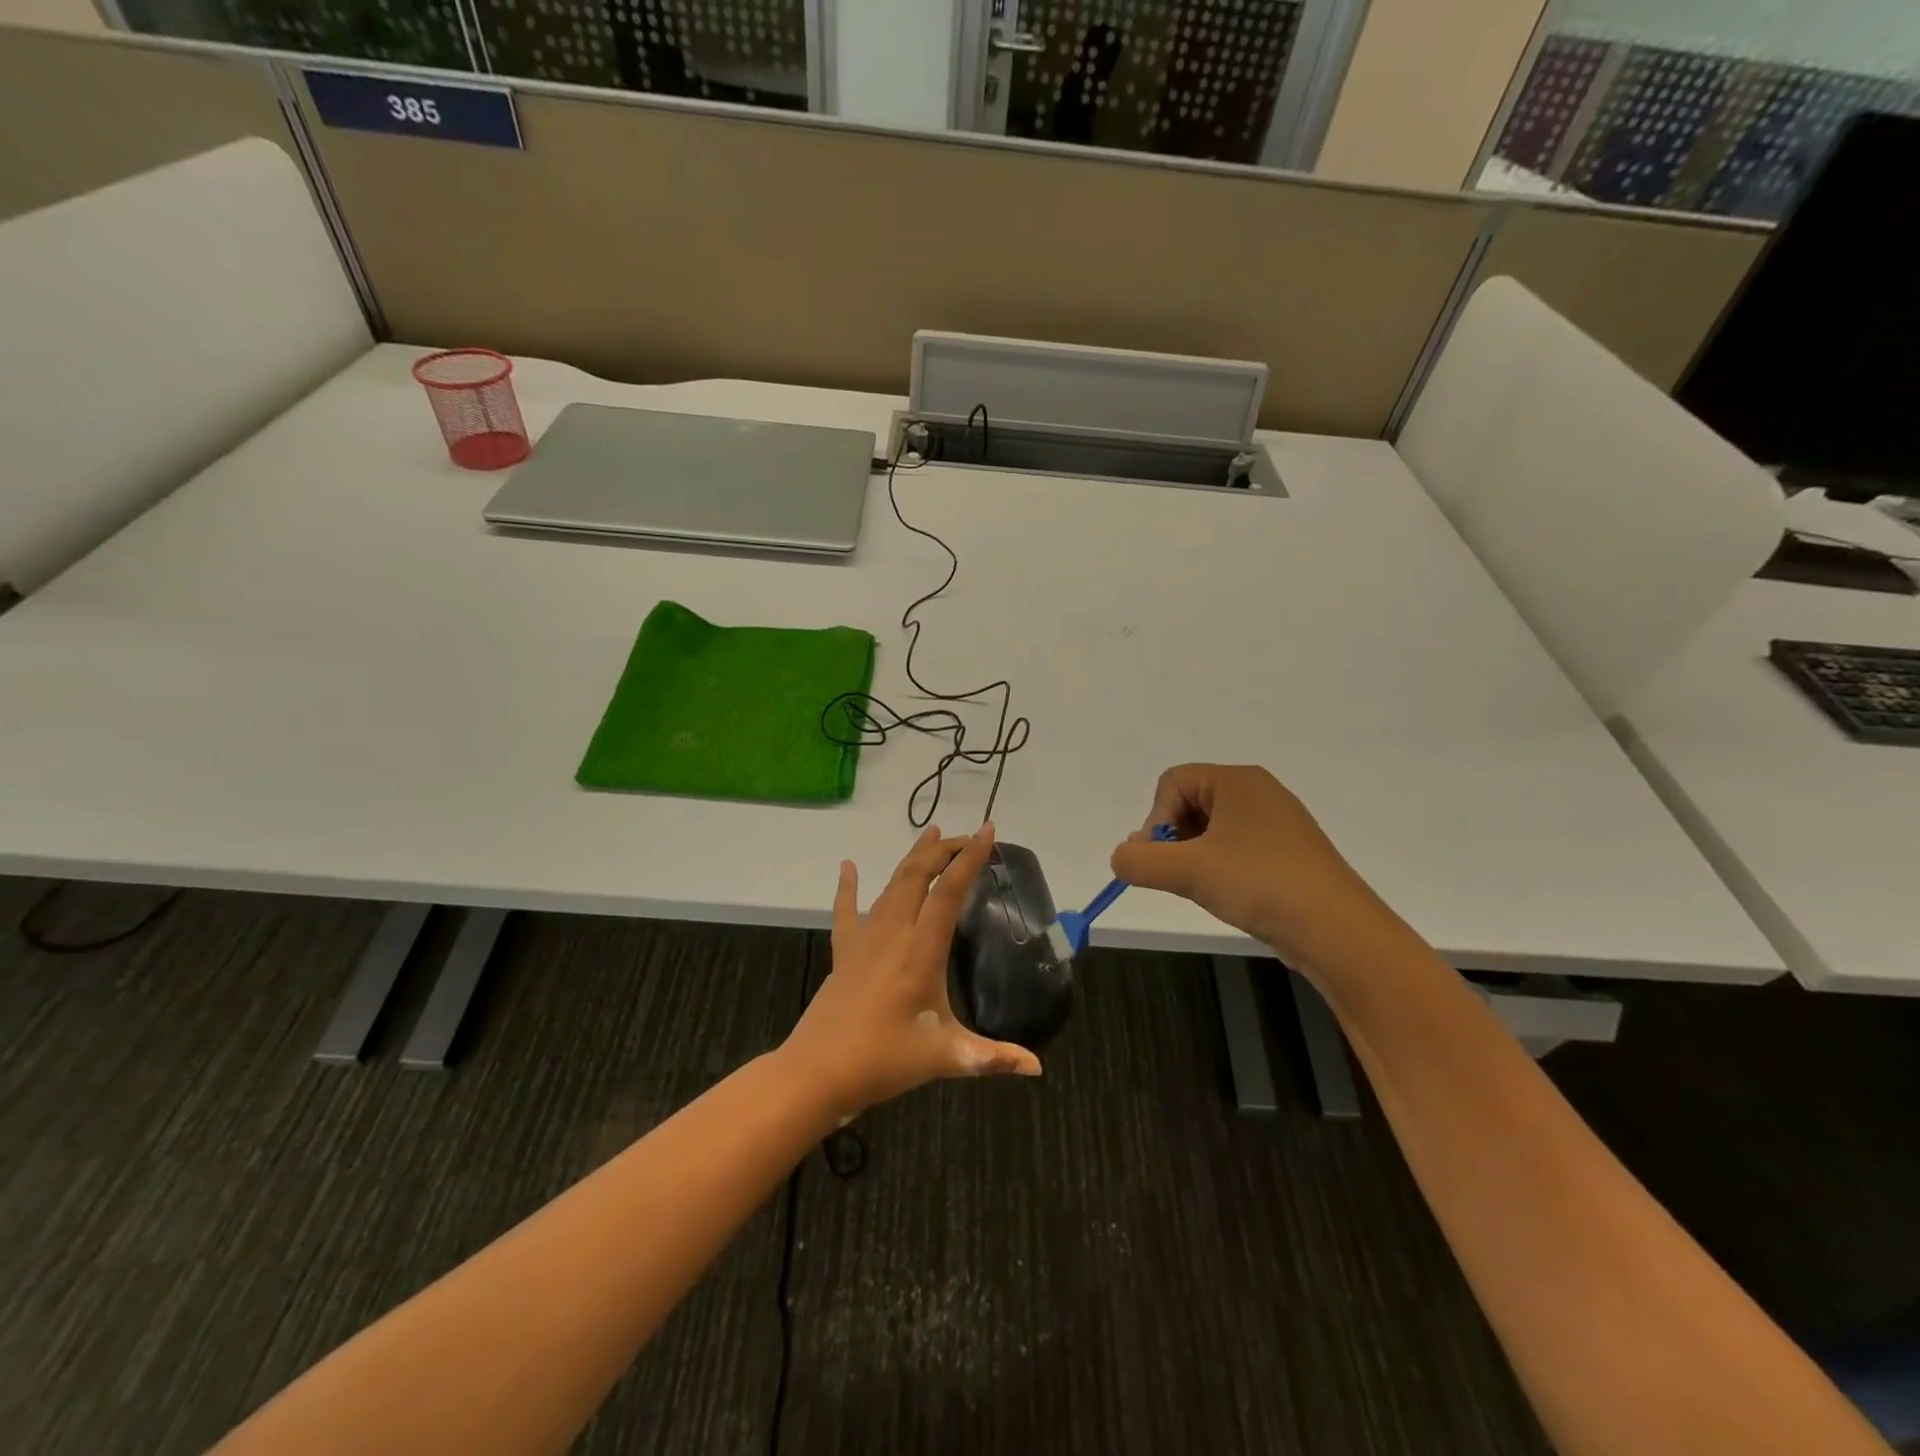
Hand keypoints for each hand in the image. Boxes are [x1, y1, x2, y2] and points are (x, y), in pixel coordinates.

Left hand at [780, 824, 1042, 1120]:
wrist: (817, 1072)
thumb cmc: (883, 1061)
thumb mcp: (945, 1058)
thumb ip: (992, 1057)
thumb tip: (1036, 1068)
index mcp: (920, 951)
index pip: (948, 893)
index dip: (969, 859)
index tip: (987, 832)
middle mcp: (892, 934)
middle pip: (917, 876)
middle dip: (943, 850)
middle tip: (967, 836)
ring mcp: (864, 939)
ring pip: (890, 885)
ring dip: (912, 859)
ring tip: (929, 834)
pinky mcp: (844, 952)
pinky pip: (845, 910)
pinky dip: (847, 886)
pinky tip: (847, 866)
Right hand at [1109, 764, 1392, 970]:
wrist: (1337, 931)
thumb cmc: (1260, 883)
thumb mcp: (1187, 870)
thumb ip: (1138, 860)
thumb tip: (1120, 858)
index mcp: (1237, 780)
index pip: (1172, 782)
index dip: (1156, 818)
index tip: (1161, 858)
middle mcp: (1258, 793)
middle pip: (1190, 803)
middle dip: (1172, 839)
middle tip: (1173, 875)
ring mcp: (1277, 825)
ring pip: (1212, 830)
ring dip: (1193, 857)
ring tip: (1200, 888)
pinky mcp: (1288, 855)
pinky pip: (1236, 850)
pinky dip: (1220, 869)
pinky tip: (1226, 895)